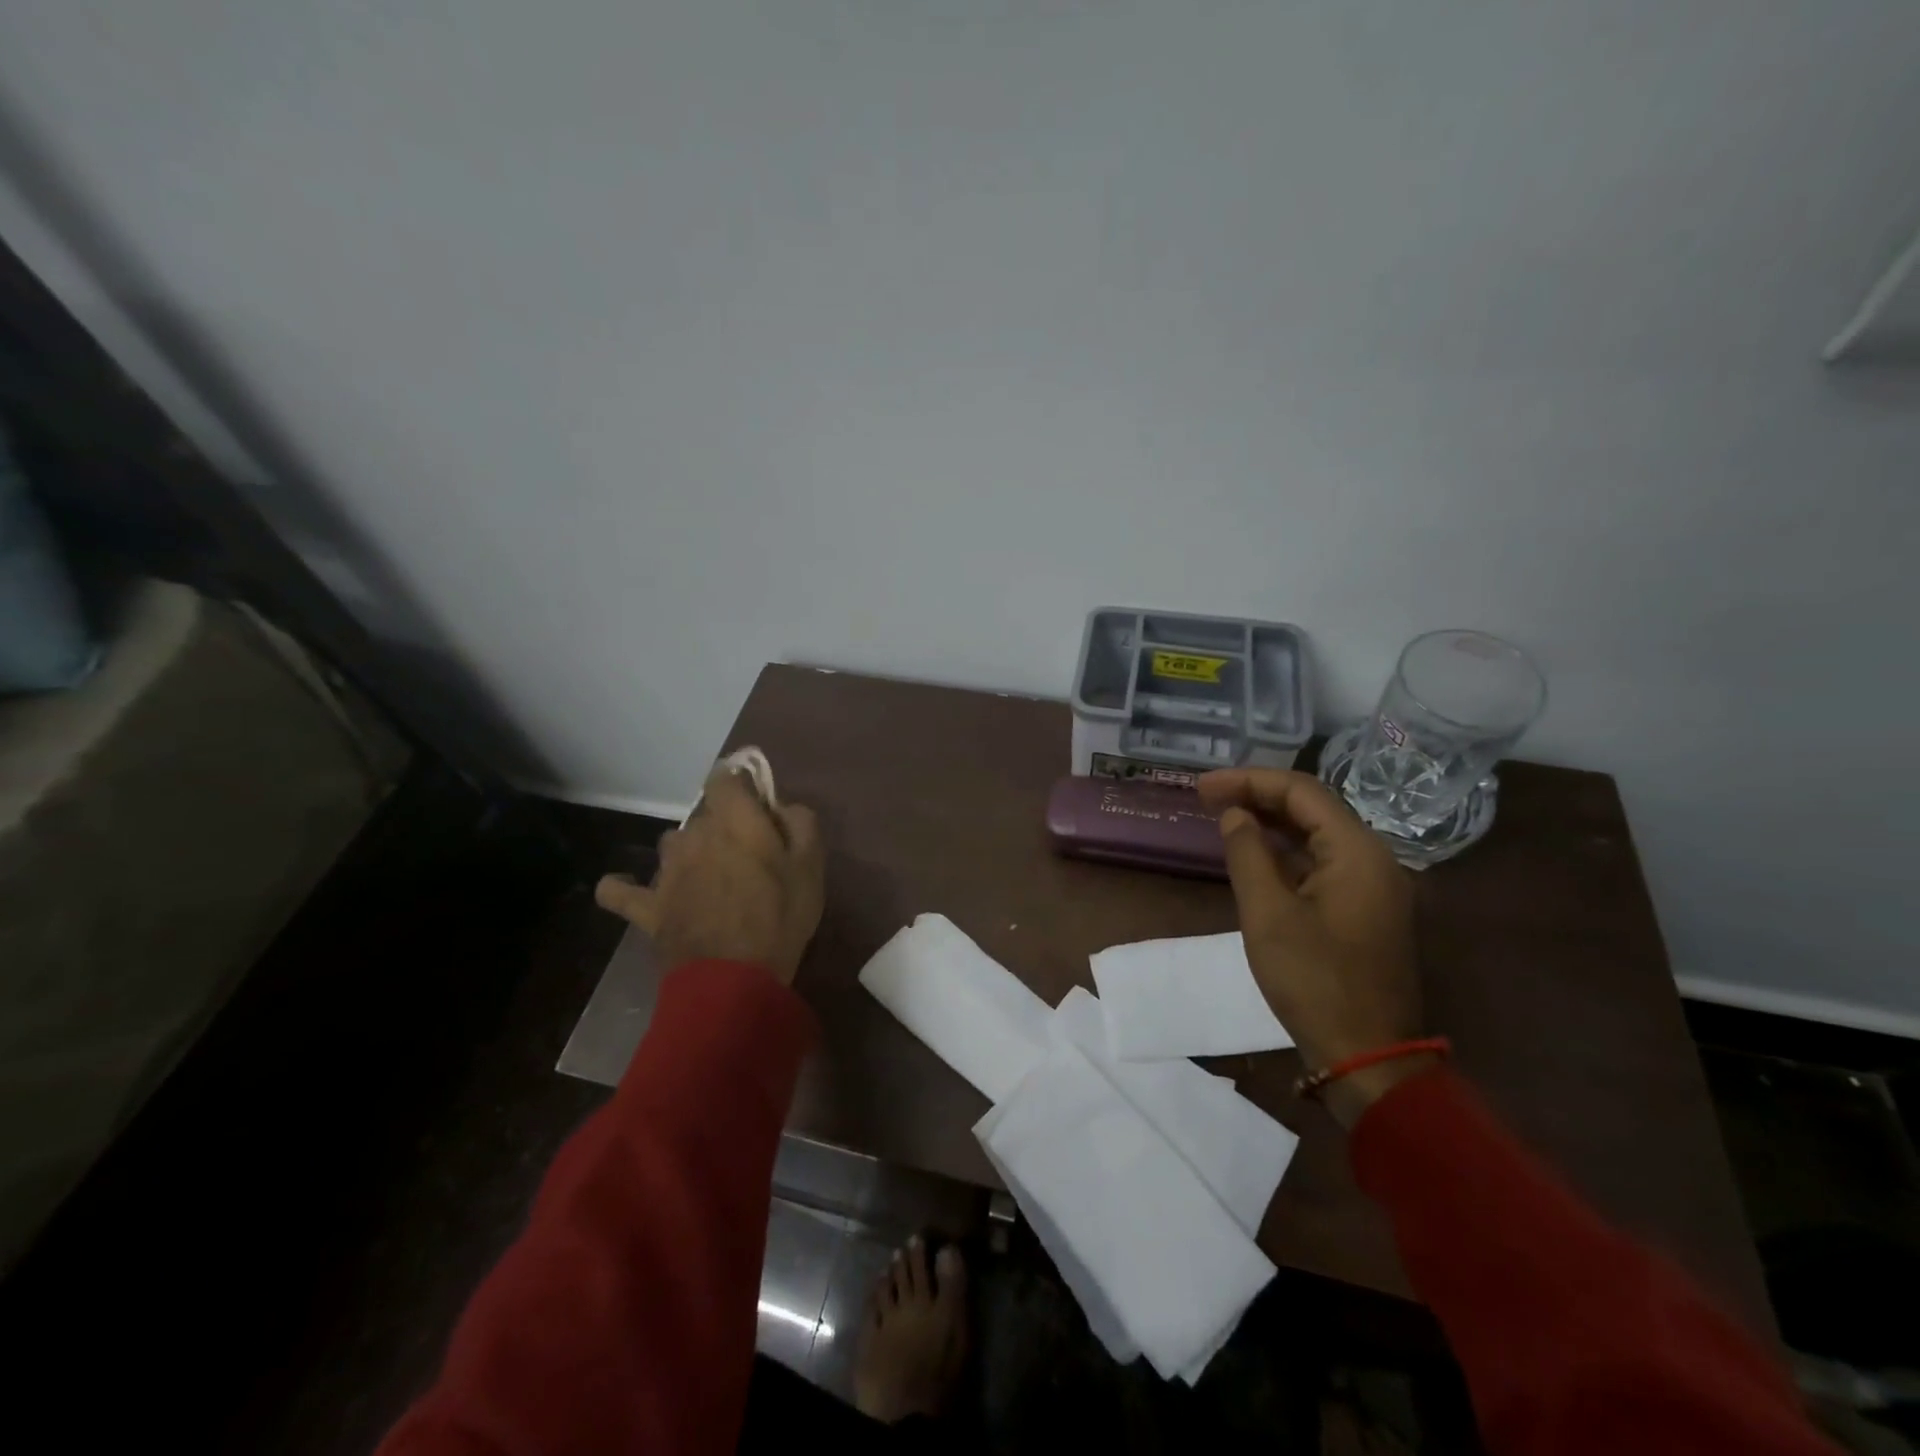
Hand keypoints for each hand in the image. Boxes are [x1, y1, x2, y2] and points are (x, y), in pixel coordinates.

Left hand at [595, 765, 824, 985]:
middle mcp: (693, 835)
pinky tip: (624, 887)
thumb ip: (801, 822)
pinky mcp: (647, 907)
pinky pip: (619, 890)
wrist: (733, 980)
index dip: (741, 785)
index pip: (725, 778)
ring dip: (689, 853)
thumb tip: (782, 806)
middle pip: (704, 814)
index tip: (758, 803)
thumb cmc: (779, 918)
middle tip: (748, 855)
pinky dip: (620, 886)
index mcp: (734, 821)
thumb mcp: (810, 867)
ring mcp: (665, 872)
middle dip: (724, 826)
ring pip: (672, 845)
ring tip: (709, 878)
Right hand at [1197, 767, 1426, 1126]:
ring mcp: (1373, 884)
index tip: (1201, 786)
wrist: (1368, 1055)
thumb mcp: (1268, 914)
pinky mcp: (1365, 908)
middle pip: (1312, 808)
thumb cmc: (1314, 981)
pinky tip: (1255, 853)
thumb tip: (1235, 815)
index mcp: (1357, 851)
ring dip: (1271, 821)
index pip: (1301, 792)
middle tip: (1205, 797)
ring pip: (1318, 834)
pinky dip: (1287, 851)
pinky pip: (1323, 862)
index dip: (1248, 781)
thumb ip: (1248, 854)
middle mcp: (1373, 858)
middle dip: (1258, 796)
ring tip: (1223, 816)